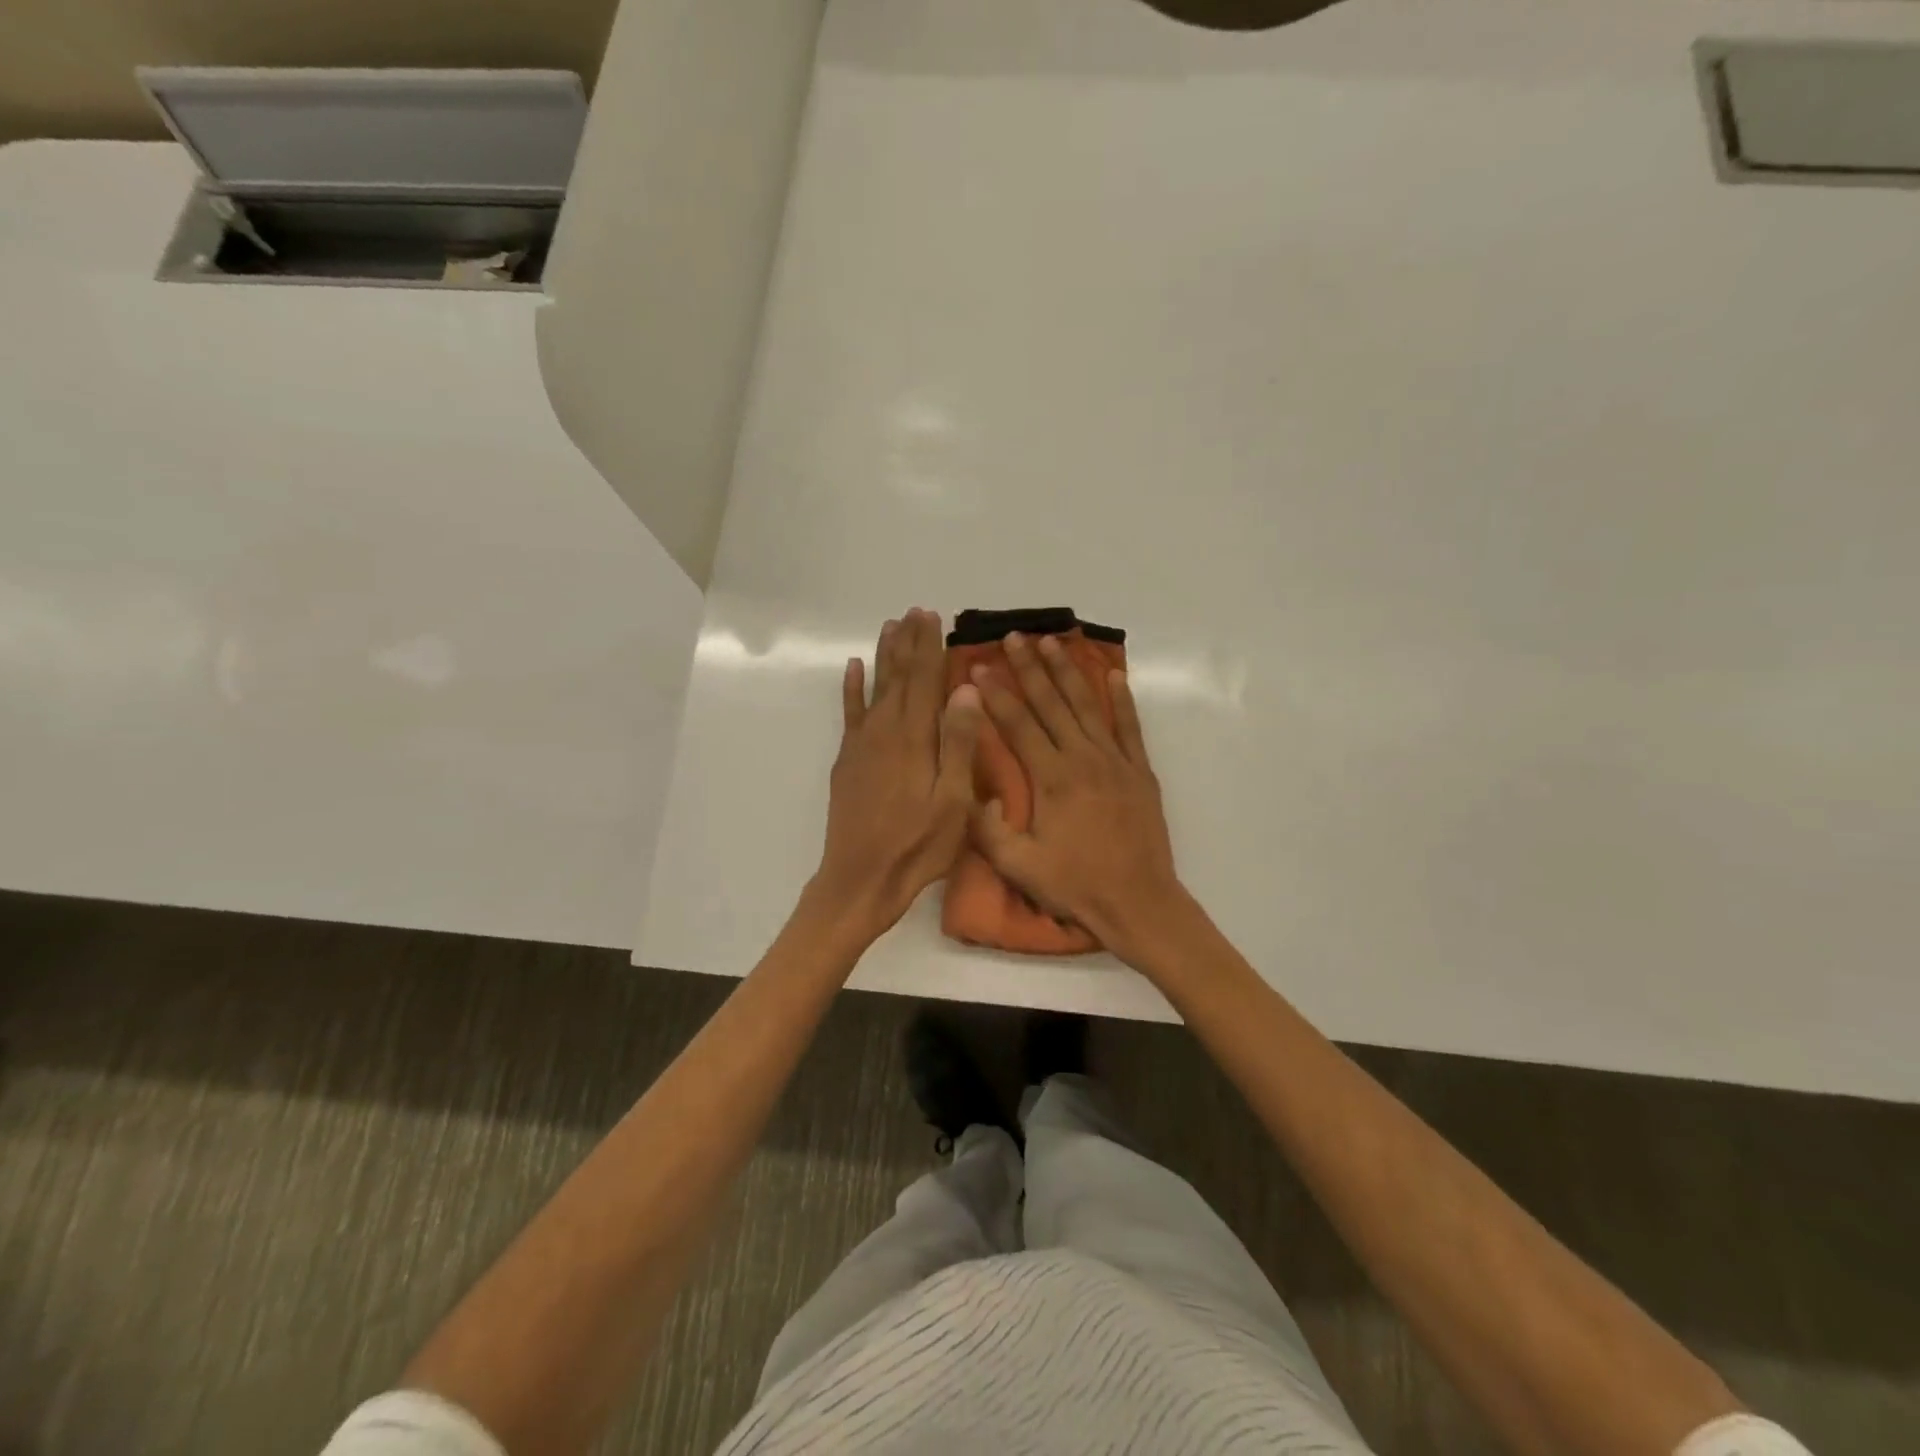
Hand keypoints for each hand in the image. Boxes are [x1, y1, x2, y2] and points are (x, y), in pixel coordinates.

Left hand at [810, 609, 982, 943]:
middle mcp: (885, 731)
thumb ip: (958, 743)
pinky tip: (852, 669)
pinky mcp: (847, 761)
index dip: (929, 647)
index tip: (932, 617)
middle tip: (913, 611)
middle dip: (907, 643)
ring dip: (883, 657)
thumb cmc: (917, 846)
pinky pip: (850, 714)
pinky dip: (851, 689)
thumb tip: (966, 690)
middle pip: (898, 677)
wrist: (860, 880)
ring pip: (875, 688)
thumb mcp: (953, 801)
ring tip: (889, 626)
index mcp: (915, 739)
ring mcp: (862, 745)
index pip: (924, 680)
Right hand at [969, 632, 1188, 965]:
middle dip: (1029, 668)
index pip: (1018, 725)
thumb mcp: (1019, 866)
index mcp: (1052, 778)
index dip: (996, 695)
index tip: (978, 668)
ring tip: (1052, 642)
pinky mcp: (1139, 771)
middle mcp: (1083, 758)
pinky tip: (1113, 673)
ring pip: (1087, 705)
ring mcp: (1115, 761)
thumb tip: (971, 793)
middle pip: (1051, 703)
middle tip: (1012, 638)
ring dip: (1068, 671)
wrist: (1139, 903)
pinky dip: (1122, 698)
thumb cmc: (1076, 885)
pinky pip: (1129, 726)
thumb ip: (988, 830)